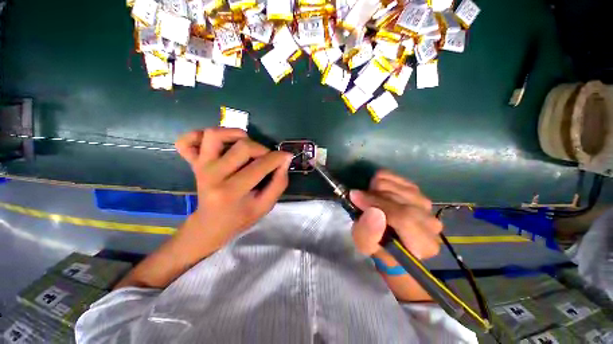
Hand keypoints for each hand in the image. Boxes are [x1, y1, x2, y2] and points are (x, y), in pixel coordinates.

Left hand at [175, 128, 291, 251]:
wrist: (211, 224)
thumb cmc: (241, 217)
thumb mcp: (265, 206)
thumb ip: (279, 183)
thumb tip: (285, 160)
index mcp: (231, 192)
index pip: (260, 165)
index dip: (278, 158)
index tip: (286, 157)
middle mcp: (212, 175)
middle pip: (243, 146)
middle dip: (262, 149)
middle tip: (266, 158)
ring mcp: (200, 166)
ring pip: (215, 135)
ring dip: (235, 135)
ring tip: (245, 145)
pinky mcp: (192, 162)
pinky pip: (187, 141)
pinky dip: (199, 136)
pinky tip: (216, 144)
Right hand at [350, 170, 442, 259]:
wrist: (388, 238)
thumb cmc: (376, 245)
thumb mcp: (365, 245)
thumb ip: (368, 233)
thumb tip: (374, 211)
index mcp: (423, 244)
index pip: (403, 218)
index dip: (376, 204)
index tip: (355, 197)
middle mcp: (431, 222)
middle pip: (399, 198)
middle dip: (373, 196)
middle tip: (359, 200)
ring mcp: (425, 204)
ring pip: (395, 185)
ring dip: (375, 189)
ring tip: (369, 199)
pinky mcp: (417, 190)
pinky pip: (394, 176)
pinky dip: (379, 179)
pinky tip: (376, 190)